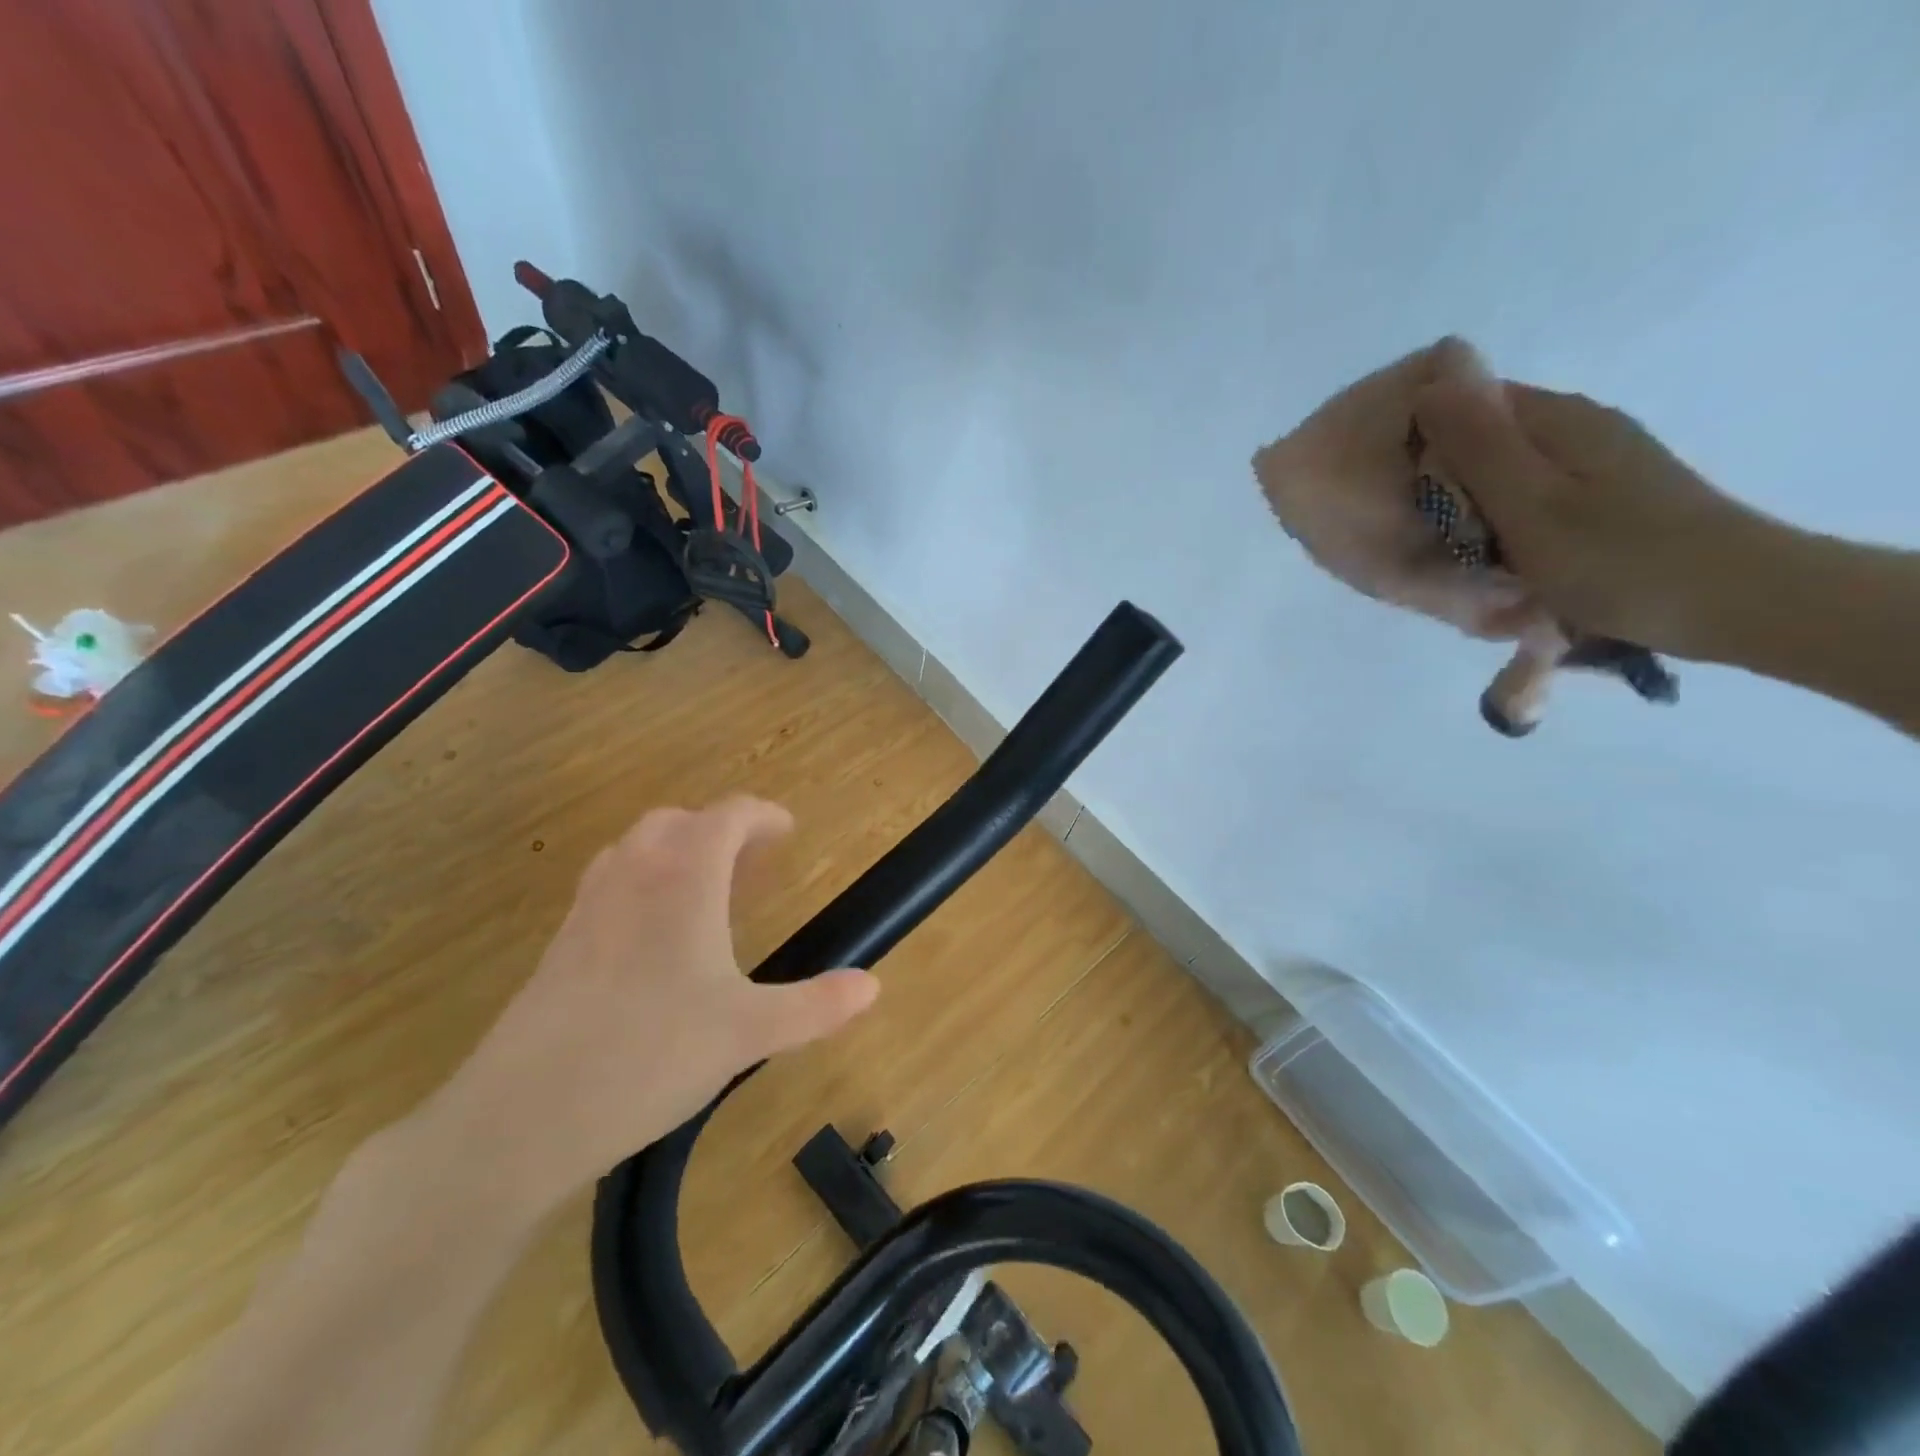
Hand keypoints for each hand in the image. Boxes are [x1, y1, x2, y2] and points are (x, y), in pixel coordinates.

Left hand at [415, 797, 877, 1224]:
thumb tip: (872, 985)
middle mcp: (633, 875)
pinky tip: (655, 940)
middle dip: (719, 830)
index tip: (787, 831)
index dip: (762, 816)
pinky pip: (610, 883)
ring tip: (706, 894)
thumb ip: (816, 1006)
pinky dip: (643, 884)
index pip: (727, 816)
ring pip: (636, 848)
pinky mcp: (560, 942)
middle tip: (751, 865)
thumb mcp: (749, 1034)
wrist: (521, 1115)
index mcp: (683, 879)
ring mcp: (589, 906)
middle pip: (678, 822)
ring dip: (677, 852)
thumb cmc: (650, 1056)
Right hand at [1412, 374, 1768, 657]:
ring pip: (1503, 476)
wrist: (1735, 603)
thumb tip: (1429, 385)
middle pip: (1483, 441)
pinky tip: (1498, 562)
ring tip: (1455, 557)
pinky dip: (1503, 527)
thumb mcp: (1529, 504)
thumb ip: (1477, 447)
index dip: (1422, 439)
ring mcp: (1596, 464)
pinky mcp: (1607, 499)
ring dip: (1471, 511)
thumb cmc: (1617, 558)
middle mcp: (1577, 429)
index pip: (1465, 403)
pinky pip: (1529, 502)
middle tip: (1421, 536)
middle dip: (1442, 482)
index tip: (1394, 490)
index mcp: (1556, 420)